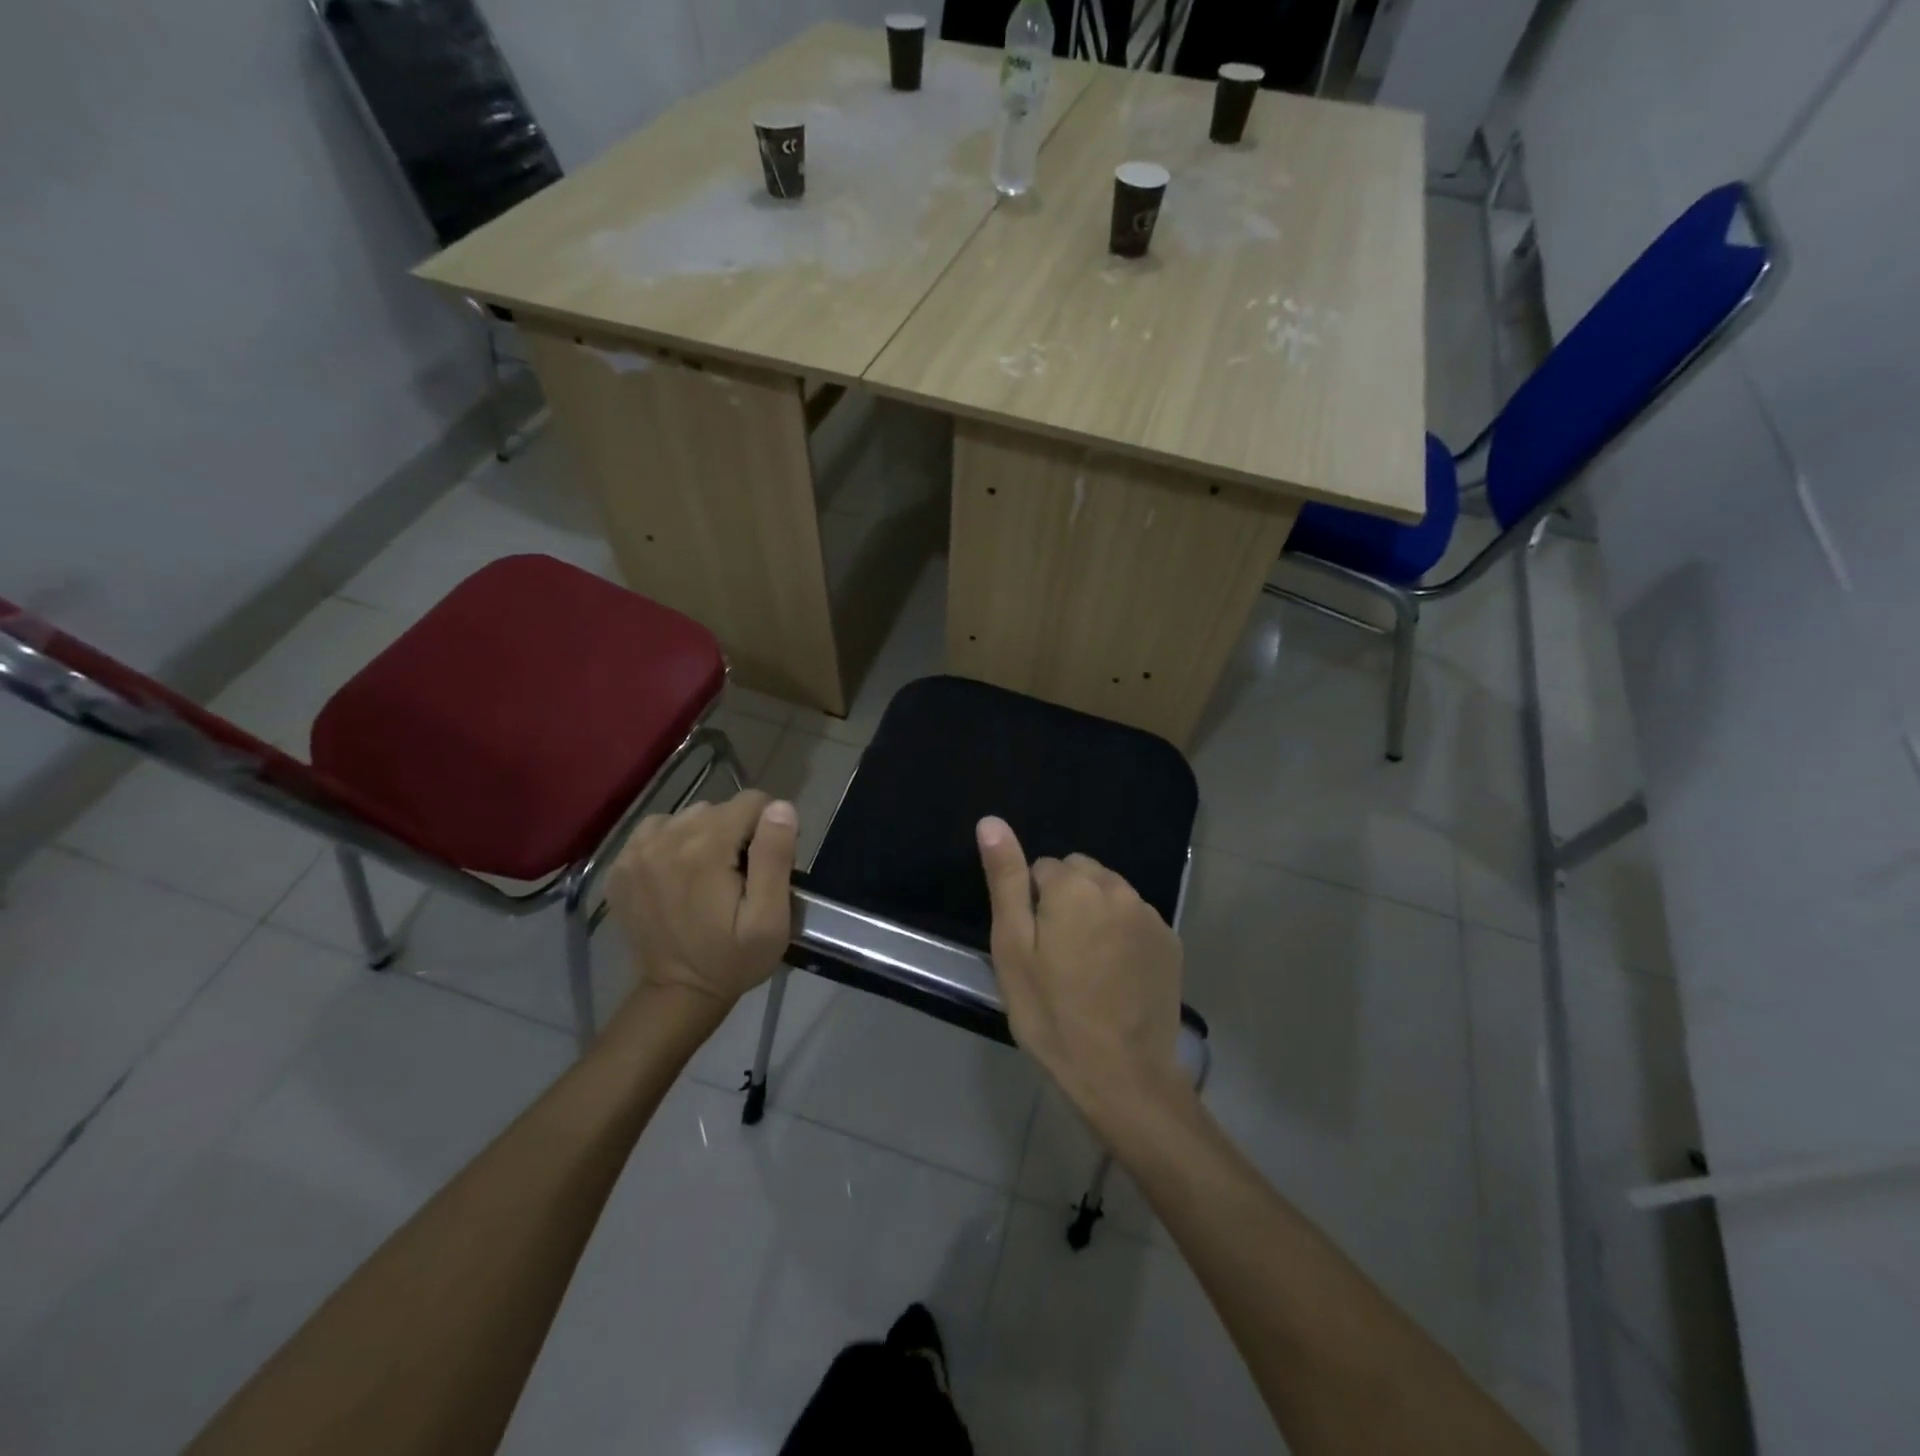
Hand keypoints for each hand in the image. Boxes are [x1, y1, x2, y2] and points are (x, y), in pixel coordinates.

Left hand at [608, 791, 798, 1011]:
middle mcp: (666, 840)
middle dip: (737, 833)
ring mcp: (635, 852)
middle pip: (718, 808)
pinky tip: (679, 872)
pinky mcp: (620, 866)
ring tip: (709, 875)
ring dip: (705, 835)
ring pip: (688, 816)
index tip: (766, 862)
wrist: (678, 994)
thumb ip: (775, 857)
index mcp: (705, 850)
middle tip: (740, 876)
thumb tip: (779, 807)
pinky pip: (656, 830)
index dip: (769, 826)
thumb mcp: (770, 918)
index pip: (751, 801)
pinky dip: (672, 842)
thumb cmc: (734, 959)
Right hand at [976, 816, 1187, 1123]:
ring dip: (1095, 914)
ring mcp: (1149, 915)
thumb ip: (1006, 879)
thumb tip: (992, 821)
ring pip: (1110, 894)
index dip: (1032, 905)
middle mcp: (1117, 888)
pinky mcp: (1170, 941)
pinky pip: (1135, 918)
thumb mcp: (1013, 948)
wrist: (1122, 1075)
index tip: (1034, 946)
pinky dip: (1122, 933)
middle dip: (1066, 899)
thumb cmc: (1053, 1013)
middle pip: (1080, 874)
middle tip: (1056, 955)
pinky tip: (1116, 975)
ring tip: (1086, 966)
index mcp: (1075, 886)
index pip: (1043, 868)